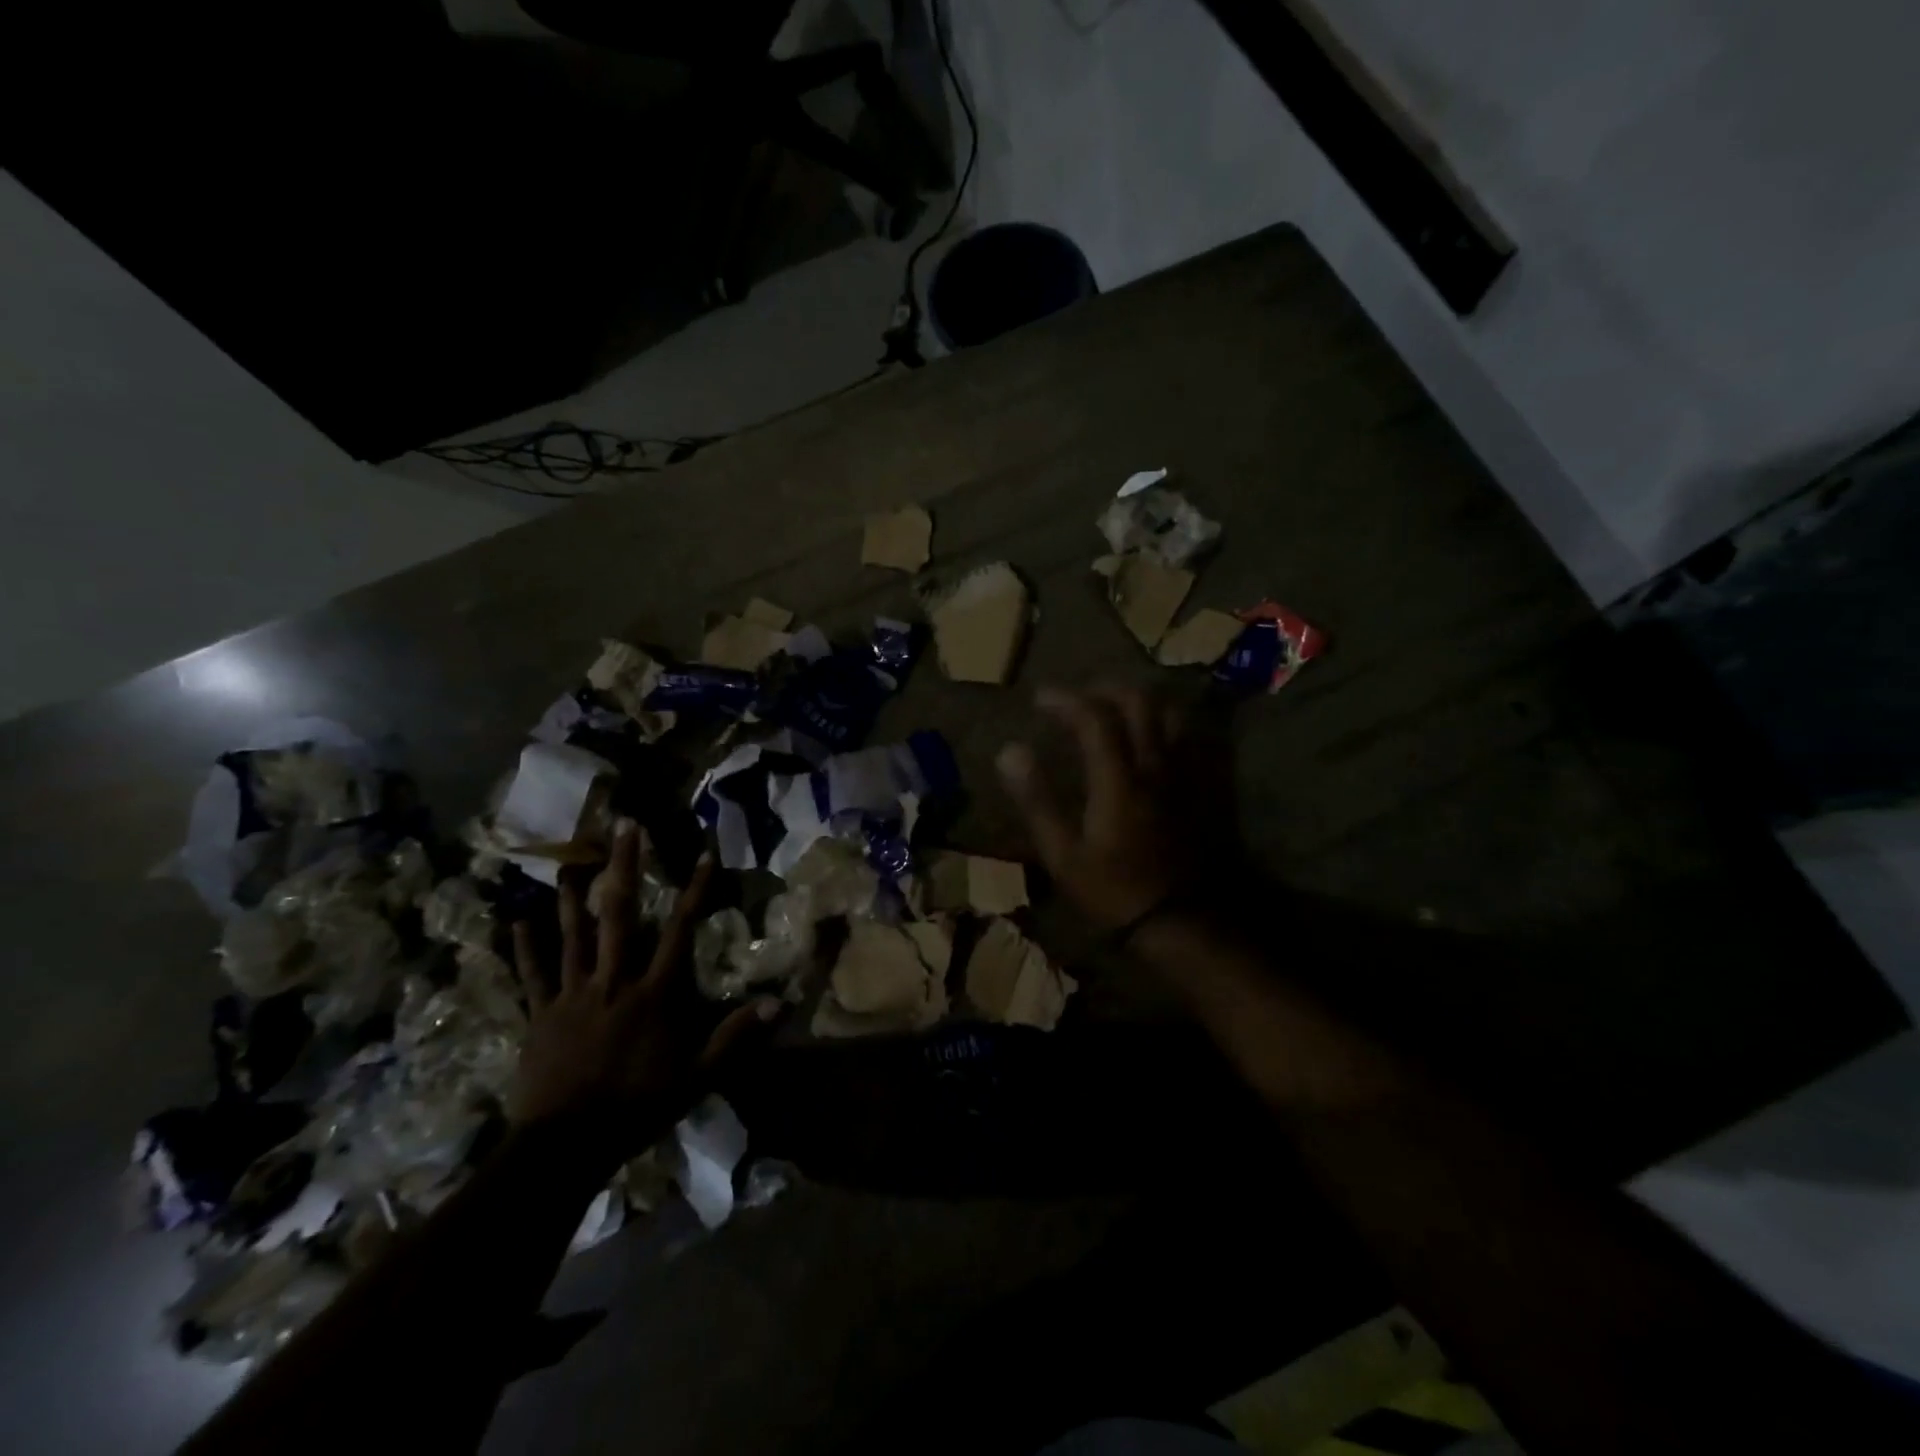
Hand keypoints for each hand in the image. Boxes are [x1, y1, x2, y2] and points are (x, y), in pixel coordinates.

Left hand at [508, 821, 776, 1157]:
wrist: (565, 1146)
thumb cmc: (637, 1108)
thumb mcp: (697, 1077)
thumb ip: (735, 1036)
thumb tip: (780, 1003)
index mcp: (653, 993)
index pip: (681, 930)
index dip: (695, 890)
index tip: (703, 853)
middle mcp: (614, 981)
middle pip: (620, 914)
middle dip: (625, 867)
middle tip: (624, 827)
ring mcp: (573, 994)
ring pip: (573, 935)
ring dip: (574, 896)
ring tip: (572, 861)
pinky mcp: (541, 1014)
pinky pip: (532, 974)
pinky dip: (525, 947)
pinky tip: (518, 920)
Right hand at [996, 685, 1200, 932]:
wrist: (1183, 921)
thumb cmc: (1115, 890)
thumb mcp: (1063, 854)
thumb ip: (1037, 798)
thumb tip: (1009, 751)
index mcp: (1118, 778)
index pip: (1093, 717)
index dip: (1065, 699)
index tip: (1040, 699)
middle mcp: (1155, 764)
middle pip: (1138, 702)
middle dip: (1105, 689)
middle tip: (1080, 699)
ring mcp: (1186, 774)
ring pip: (1171, 714)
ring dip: (1141, 702)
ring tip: (1118, 711)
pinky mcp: (1206, 788)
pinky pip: (1194, 739)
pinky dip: (1170, 725)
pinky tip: (1156, 737)